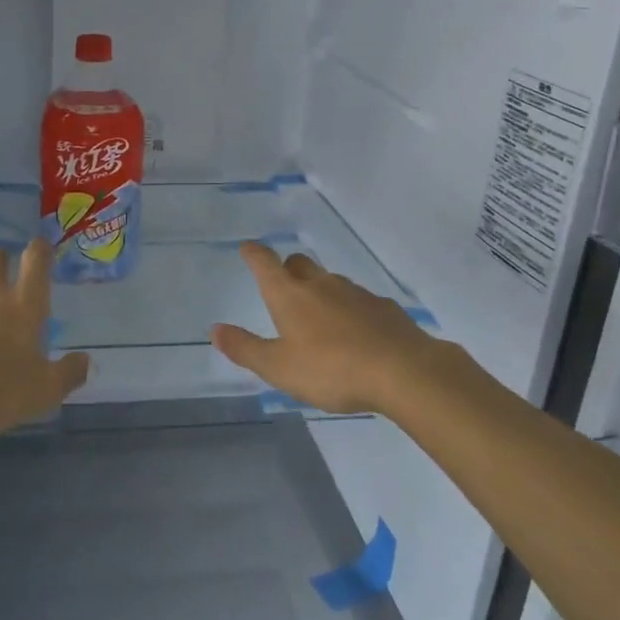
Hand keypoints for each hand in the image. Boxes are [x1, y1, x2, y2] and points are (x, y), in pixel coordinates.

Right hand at [210, 241, 455, 416]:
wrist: (404, 371)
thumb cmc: (332, 369)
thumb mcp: (279, 368)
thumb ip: (246, 349)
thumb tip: (215, 330)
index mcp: (290, 296)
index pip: (265, 263)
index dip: (253, 254)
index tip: (247, 248)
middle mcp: (321, 285)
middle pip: (299, 264)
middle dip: (287, 270)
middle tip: (283, 287)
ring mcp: (356, 293)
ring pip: (330, 282)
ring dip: (319, 291)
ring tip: (318, 318)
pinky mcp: (384, 308)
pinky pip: (359, 301)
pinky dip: (349, 310)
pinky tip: (354, 334)